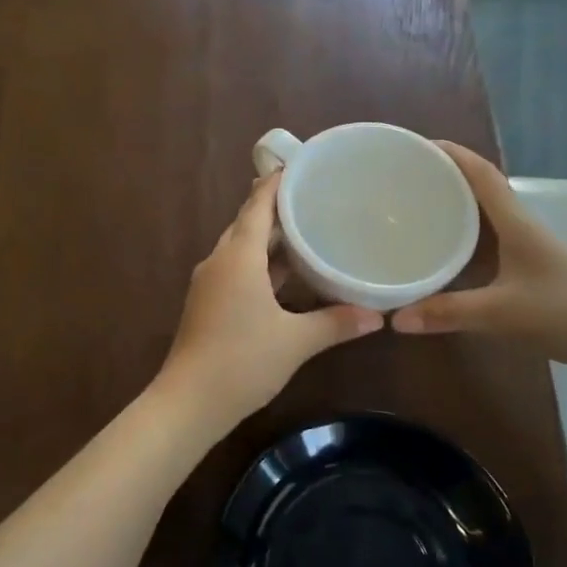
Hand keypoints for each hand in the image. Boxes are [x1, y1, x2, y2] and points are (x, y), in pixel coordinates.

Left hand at [157, 173, 381, 429]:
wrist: (188, 402)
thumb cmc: (242, 361)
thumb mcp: (296, 342)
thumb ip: (336, 323)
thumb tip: (378, 316)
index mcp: (238, 256)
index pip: (258, 205)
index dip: (277, 182)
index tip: (301, 164)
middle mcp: (220, 261)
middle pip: (248, 222)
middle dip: (277, 207)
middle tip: (313, 196)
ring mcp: (210, 283)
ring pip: (242, 248)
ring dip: (270, 238)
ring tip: (306, 229)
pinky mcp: (208, 303)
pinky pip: (238, 269)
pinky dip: (261, 264)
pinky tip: (286, 274)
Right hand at [390, 142, 566, 382]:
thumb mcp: (502, 313)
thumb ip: (448, 313)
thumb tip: (395, 319)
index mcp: (517, 223)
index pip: (481, 174)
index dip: (451, 154)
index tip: (417, 145)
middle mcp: (523, 228)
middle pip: (481, 190)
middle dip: (445, 178)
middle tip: (406, 179)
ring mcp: (531, 250)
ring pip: (487, 219)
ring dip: (456, 209)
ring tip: (418, 211)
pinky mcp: (535, 272)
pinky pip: (492, 244)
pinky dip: (466, 241)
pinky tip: (448, 257)